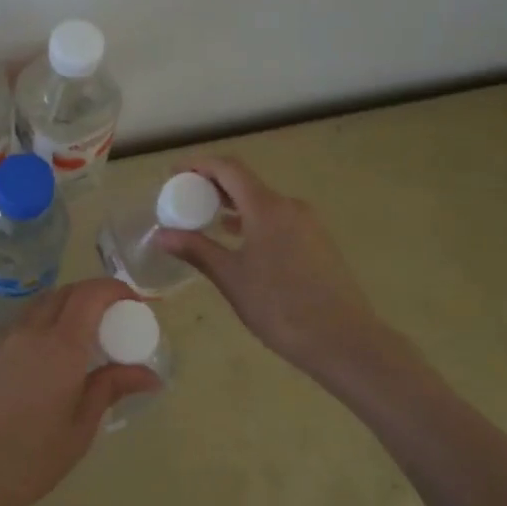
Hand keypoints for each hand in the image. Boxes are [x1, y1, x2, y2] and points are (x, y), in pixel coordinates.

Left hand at [0, 278, 162, 505]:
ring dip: (62, 310)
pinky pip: (15, 331)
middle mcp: (29, 333)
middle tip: (109, 320)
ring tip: (77, 341)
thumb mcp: (79, 430)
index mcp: (60, 347)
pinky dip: (37, 332)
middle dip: (90, 295)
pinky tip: (39, 368)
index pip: (91, 294)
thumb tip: (148, 375)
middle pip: (63, 293)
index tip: (134, 303)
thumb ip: (110, 390)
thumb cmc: (28, 460)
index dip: (115, 289)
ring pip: (36, 308)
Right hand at [155, 155, 404, 382]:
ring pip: (262, 201)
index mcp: (267, 207)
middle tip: (184, 198)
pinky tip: (239, 241)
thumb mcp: (231, 278)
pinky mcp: (317, 242)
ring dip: (233, 204)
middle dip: (212, 185)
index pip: (228, 168)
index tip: (173, 174)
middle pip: (245, 181)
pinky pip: (277, 218)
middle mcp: (289, 206)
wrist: (344, 340)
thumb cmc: (280, 307)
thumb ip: (196, 250)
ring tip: (206, 219)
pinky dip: (252, 220)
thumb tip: (162, 234)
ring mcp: (308, 223)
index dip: (198, 165)